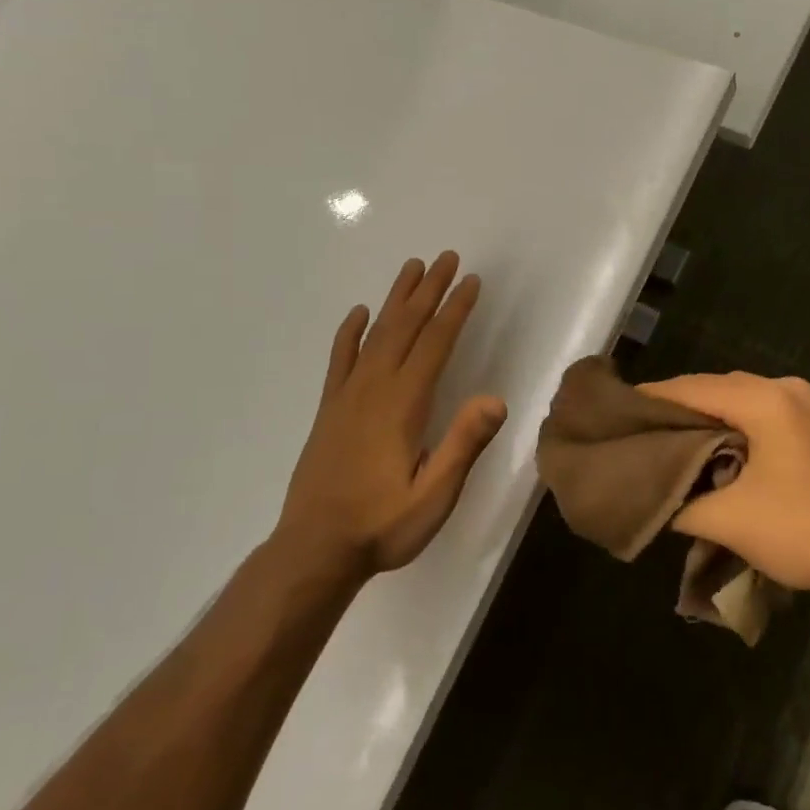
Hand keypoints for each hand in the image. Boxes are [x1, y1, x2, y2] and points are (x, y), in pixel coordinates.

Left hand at [276, 253, 506, 583]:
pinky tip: (359, 314)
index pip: (435, 344)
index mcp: (403, 404)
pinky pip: (340, 360)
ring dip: (396, 299)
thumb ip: (463, 445)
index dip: (455, 310)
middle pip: (406, 326)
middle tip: (446, 257)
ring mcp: (346, 396)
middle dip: (429, 290)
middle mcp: (374, 389)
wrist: (313, 551)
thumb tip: (496, 398)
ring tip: (411, 267)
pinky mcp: (329, 410)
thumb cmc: (381, 526)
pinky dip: (350, 333)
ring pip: (376, 334)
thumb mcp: (434, 496)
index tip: (470, 280)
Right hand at [637, 372, 809, 594]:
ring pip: (748, 399)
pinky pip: (770, 413)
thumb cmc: (803, 528)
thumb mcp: (729, 520)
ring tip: (679, 437)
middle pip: (721, 388)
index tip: (623, 409)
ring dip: (714, 415)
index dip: (656, 398)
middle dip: (684, 406)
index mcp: (765, 400)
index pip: (694, 388)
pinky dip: (743, 424)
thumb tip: (656, 500)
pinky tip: (726, 447)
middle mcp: (790, 390)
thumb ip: (682, 503)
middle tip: (647, 426)